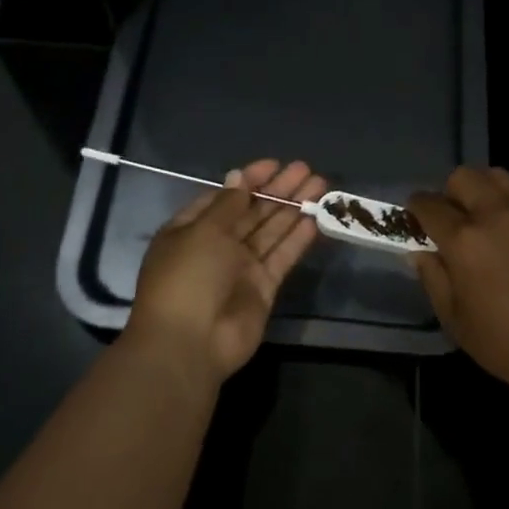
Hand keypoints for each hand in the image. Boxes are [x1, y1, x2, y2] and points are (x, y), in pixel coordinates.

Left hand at [126, 159, 327, 389]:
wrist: (190, 343)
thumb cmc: (187, 277)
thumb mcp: (203, 231)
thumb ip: (228, 205)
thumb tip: (239, 177)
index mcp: (191, 229)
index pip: (225, 197)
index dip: (249, 180)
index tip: (275, 164)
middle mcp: (217, 246)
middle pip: (252, 211)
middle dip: (278, 190)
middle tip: (306, 170)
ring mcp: (241, 268)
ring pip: (271, 231)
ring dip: (293, 208)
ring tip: (320, 185)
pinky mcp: (262, 288)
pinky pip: (281, 257)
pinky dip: (297, 238)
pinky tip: (316, 218)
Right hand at [408, 167, 508, 400]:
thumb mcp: (456, 321)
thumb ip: (434, 279)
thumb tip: (420, 252)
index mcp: (464, 240)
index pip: (428, 204)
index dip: (416, 210)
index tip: (417, 222)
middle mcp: (495, 213)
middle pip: (462, 177)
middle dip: (449, 194)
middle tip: (453, 221)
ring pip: (496, 175)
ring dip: (483, 190)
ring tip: (486, 217)